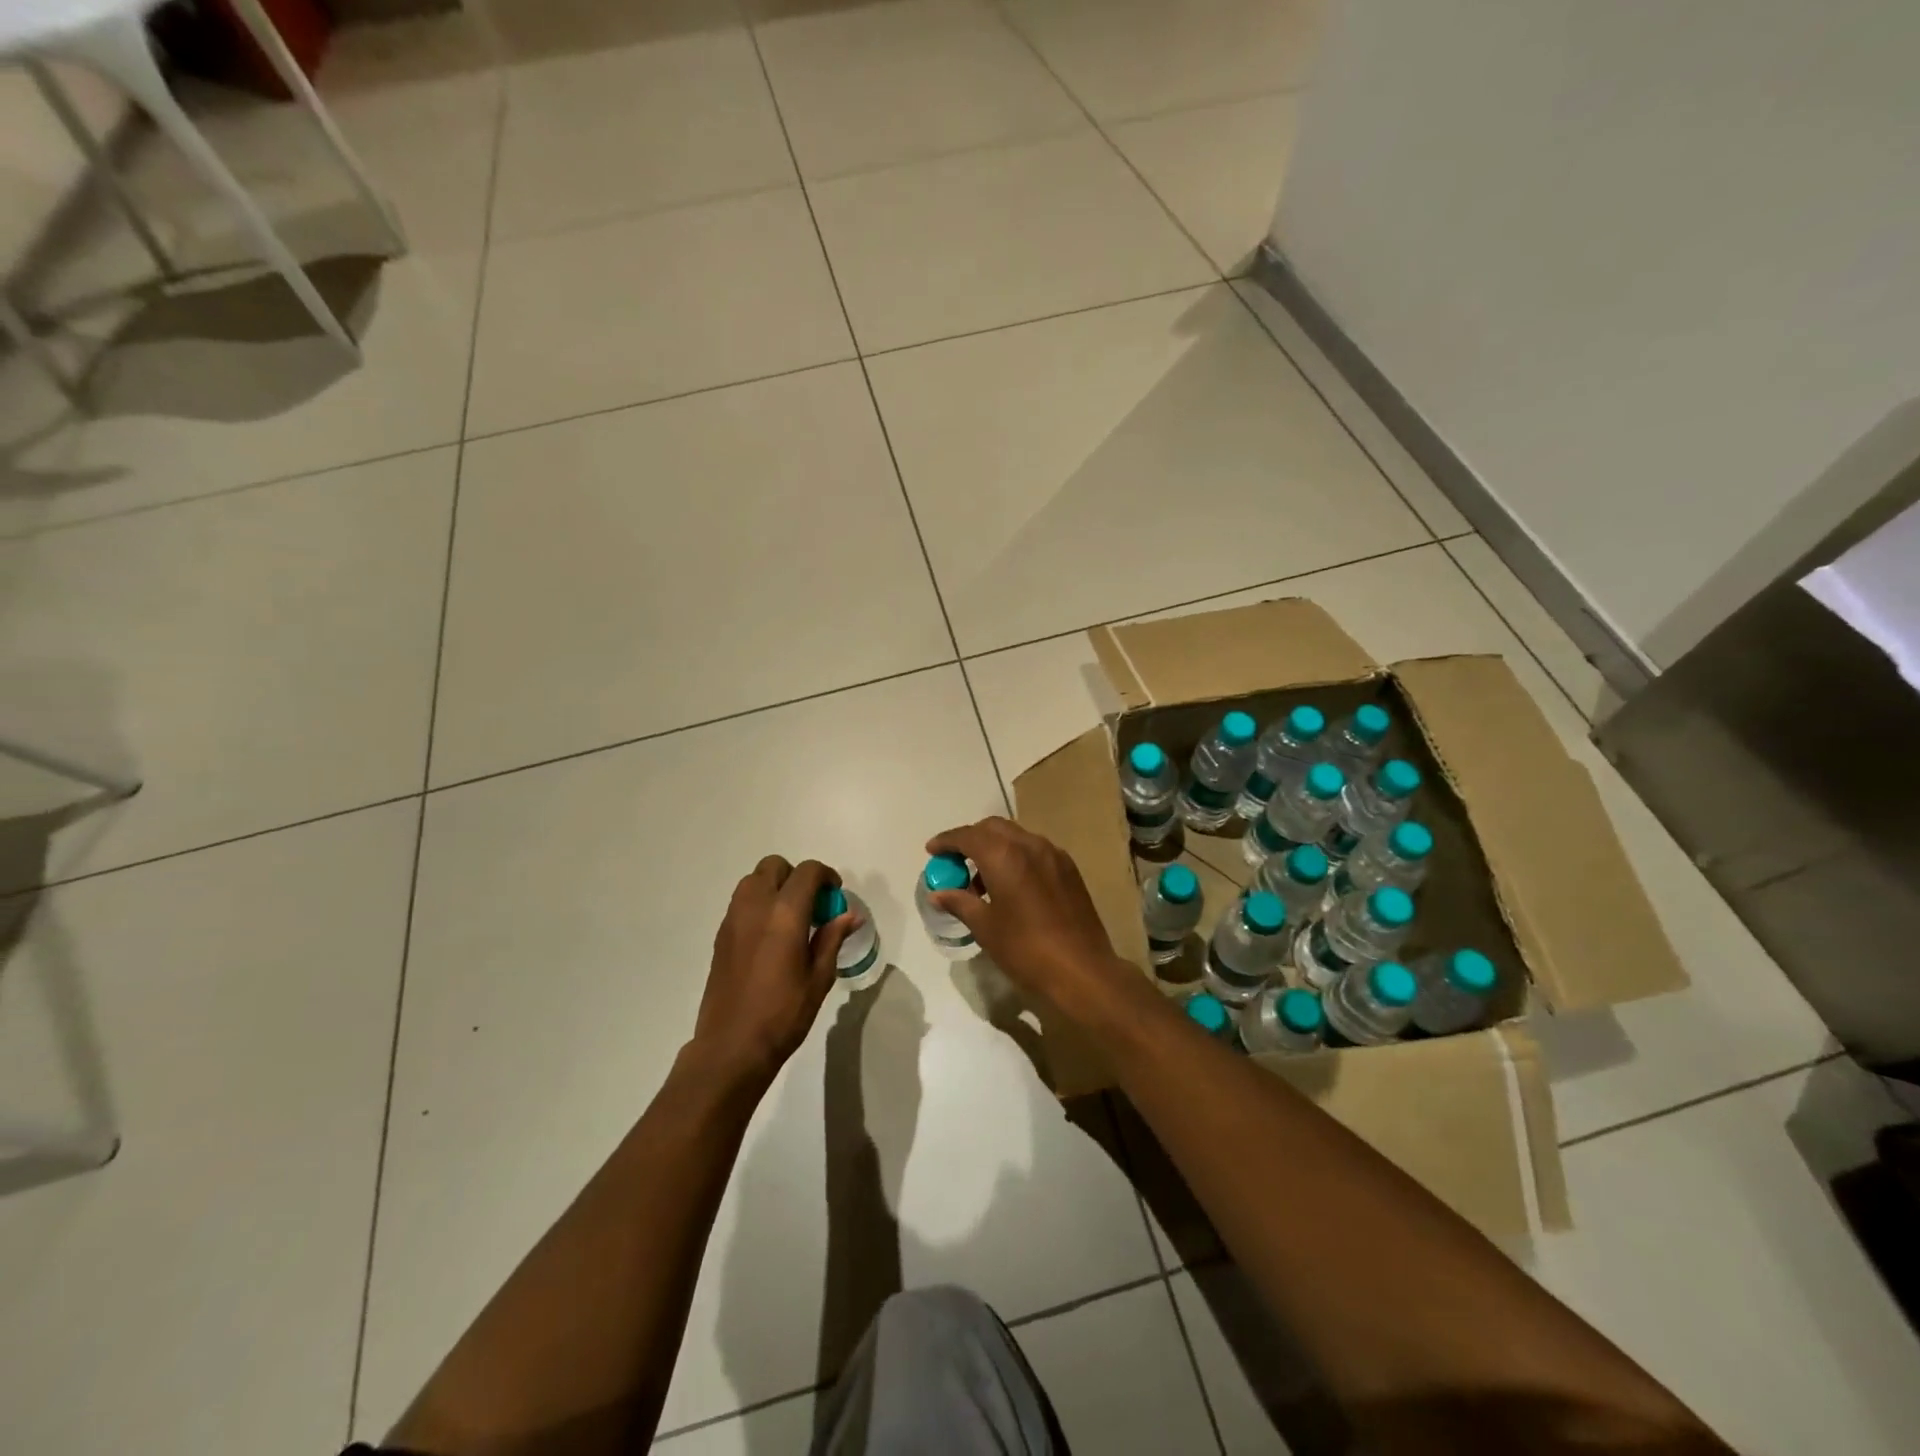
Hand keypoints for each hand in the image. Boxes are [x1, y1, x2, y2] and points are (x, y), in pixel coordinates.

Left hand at [692, 856, 853, 1088]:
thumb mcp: (819, 977)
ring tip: (791, 918)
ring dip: (775, 887)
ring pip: (753, 881)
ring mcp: (733, 919)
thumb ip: (832, 938)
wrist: (732, 1046)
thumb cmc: (783, 1014)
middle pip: (774, 866)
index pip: (807, 872)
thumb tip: (849, 915)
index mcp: (785, 914)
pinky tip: (771, 936)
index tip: (835, 894)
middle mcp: (755, 907)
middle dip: (796, 876)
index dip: (825, 876)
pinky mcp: (721, 935)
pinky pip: (741, 902)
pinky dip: (759, 904)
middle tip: (812, 904)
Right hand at [924, 818, 1145, 1028]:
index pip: (968, 836)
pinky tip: (1011, 885)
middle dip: (971, 839)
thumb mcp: (986, 928)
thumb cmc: (1026, 949)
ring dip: (995, 848)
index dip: (947, 841)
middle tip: (956, 862)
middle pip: (993, 828)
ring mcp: (1053, 854)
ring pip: (1016, 836)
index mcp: (1004, 855)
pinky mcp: (1069, 868)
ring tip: (983, 880)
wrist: (1082, 969)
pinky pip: (1035, 850)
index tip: (932, 851)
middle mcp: (1029, 845)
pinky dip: (1016, 856)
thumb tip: (937, 893)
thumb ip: (960, 902)